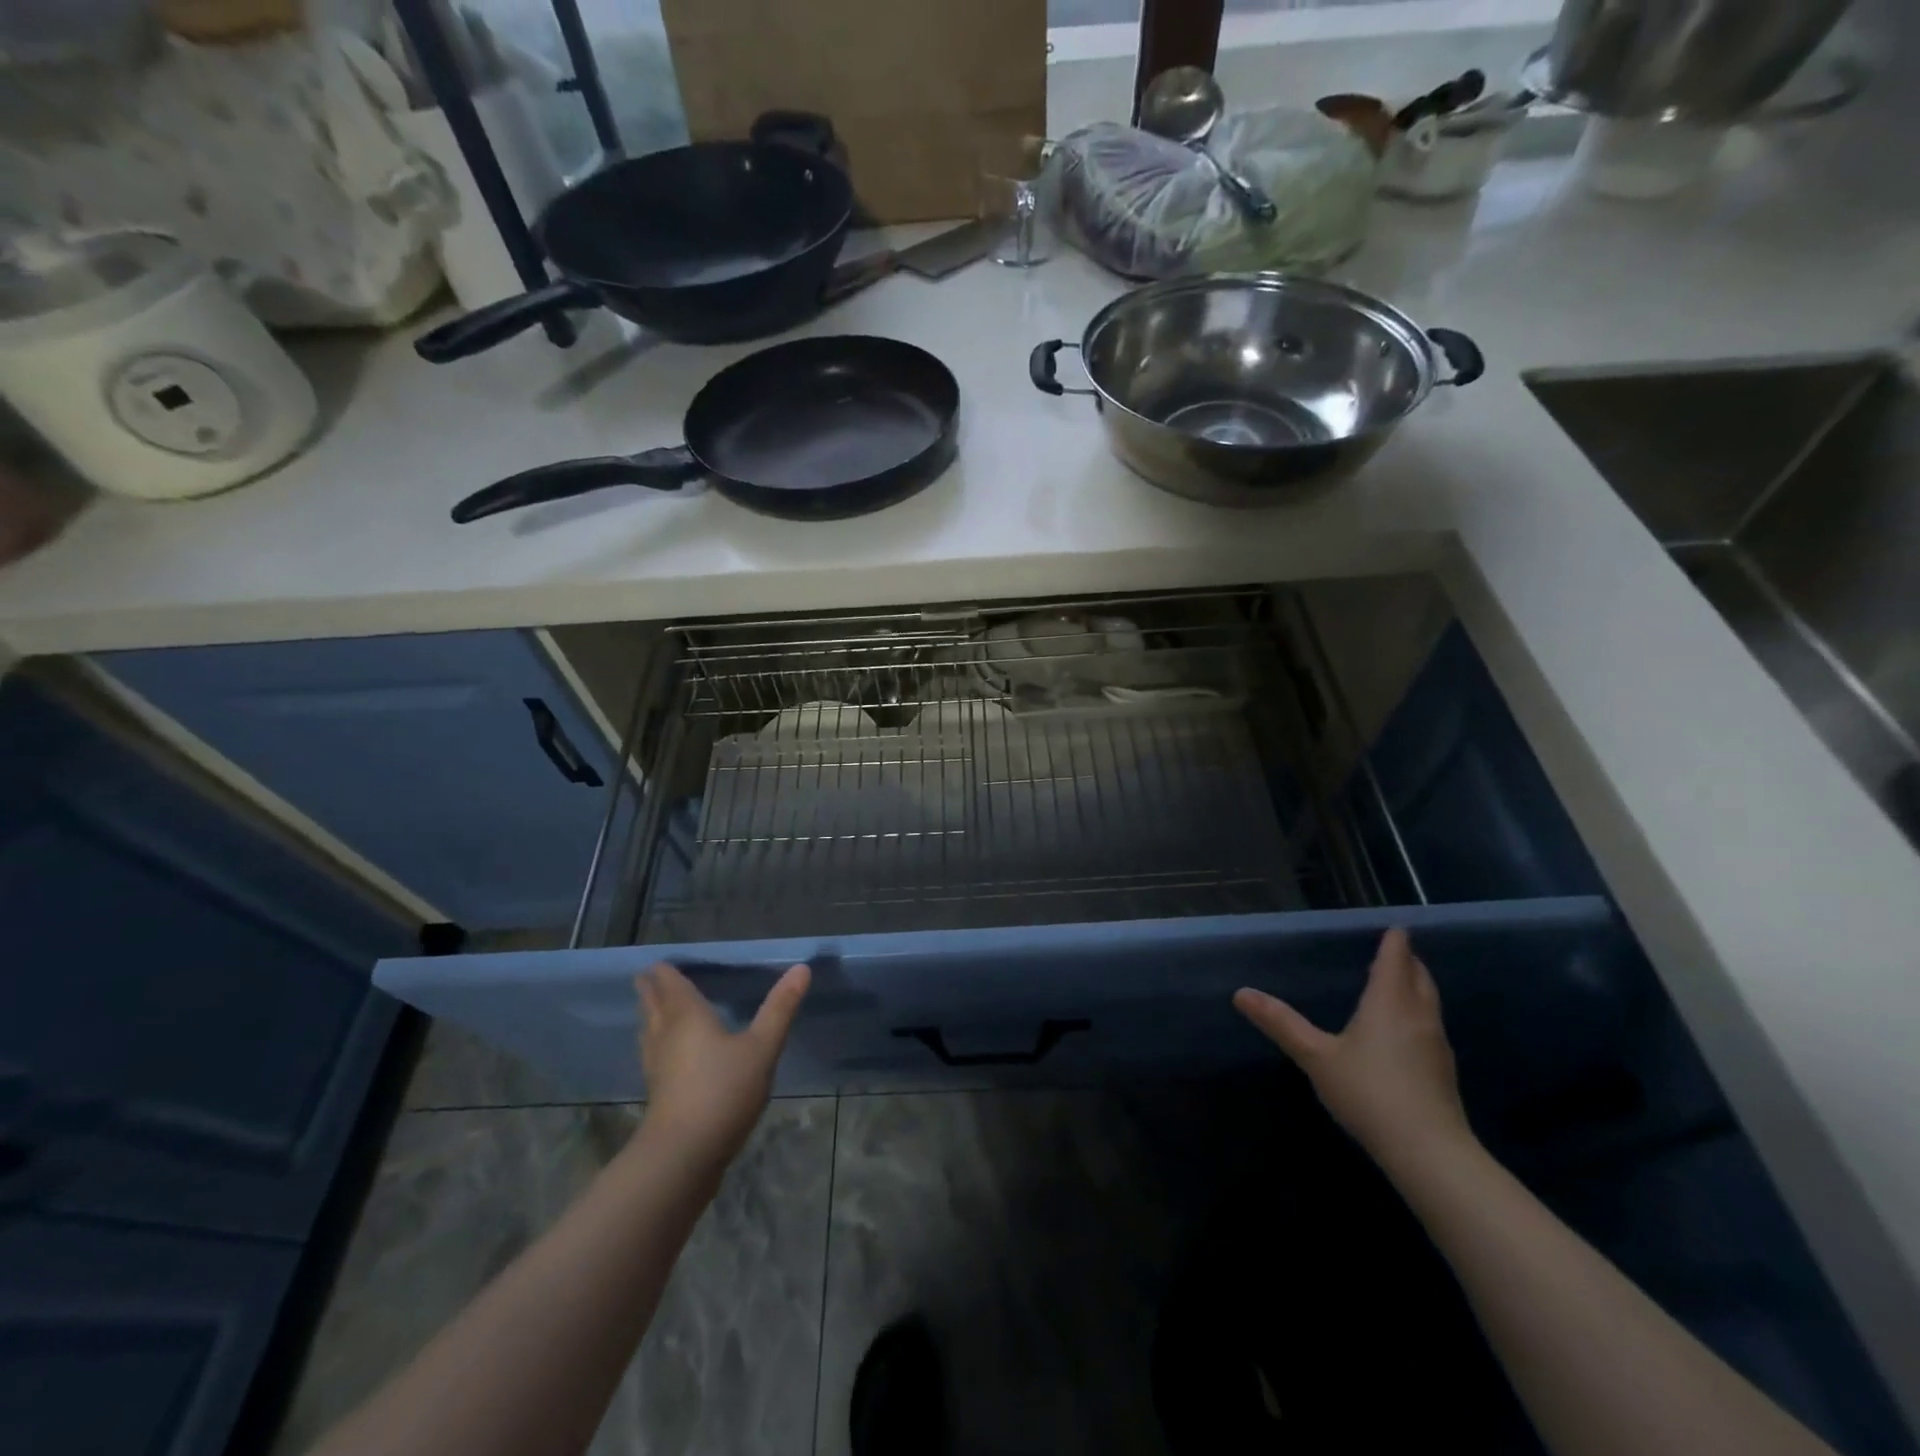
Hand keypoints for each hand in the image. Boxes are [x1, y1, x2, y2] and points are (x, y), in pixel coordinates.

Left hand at [635, 962, 809, 1168]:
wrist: (684, 1155)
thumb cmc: (724, 1090)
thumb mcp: (762, 1047)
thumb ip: (780, 1008)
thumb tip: (801, 967)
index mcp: (686, 1015)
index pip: (669, 983)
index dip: (664, 971)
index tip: (660, 961)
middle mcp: (665, 1034)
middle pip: (652, 1004)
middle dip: (650, 989)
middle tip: (649, 976)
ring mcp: (656, 1065)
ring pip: (649, 1030)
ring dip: (650, 1015)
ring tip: (655, 1007)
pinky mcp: (657, 1092)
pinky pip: (653, 1053)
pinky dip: (657, 1041)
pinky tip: (667, 1052)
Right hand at [1233, 929, 1473, 1177]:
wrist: (1429, 1153)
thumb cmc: (1369, 1092)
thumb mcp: (1316, 1057)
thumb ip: (1281, 1024)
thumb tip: (1241, 993)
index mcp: (1389, 1002)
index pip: (1396, 959)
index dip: (1395, 941)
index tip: (1394, 927)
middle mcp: (1418, 1016)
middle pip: (1420, 977)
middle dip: (1408, 961)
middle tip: (1393, 952)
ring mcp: (1436, 1045)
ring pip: (1429, 1003)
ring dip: (1415, 988)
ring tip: (1395, 985)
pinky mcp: (1443, 1072)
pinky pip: (1430, 1027)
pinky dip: (1417, 1015)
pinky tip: (1403, 1032)